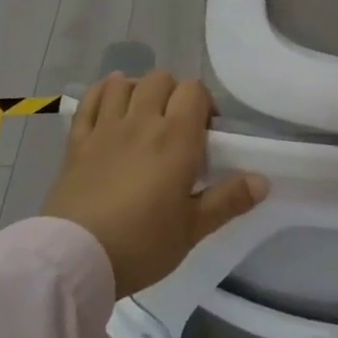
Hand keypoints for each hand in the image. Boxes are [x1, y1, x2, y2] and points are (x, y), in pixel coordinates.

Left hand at [42, 70, 267, 297]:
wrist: (75, 259)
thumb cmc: (142, 244)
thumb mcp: (194, 228)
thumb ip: (229, 200)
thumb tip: (263, 180)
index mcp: (176, 138)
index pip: (194, 90)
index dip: (204, 104)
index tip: (206, 133)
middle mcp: (142, 122)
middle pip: (161, 79)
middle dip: (173, 94)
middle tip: (177, 127)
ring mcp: (105, 128)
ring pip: (124, 83)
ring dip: (138, 90)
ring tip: (144, 115)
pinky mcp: (77, 141)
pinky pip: (90, 100)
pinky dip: (103, 93)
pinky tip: (111, 104)